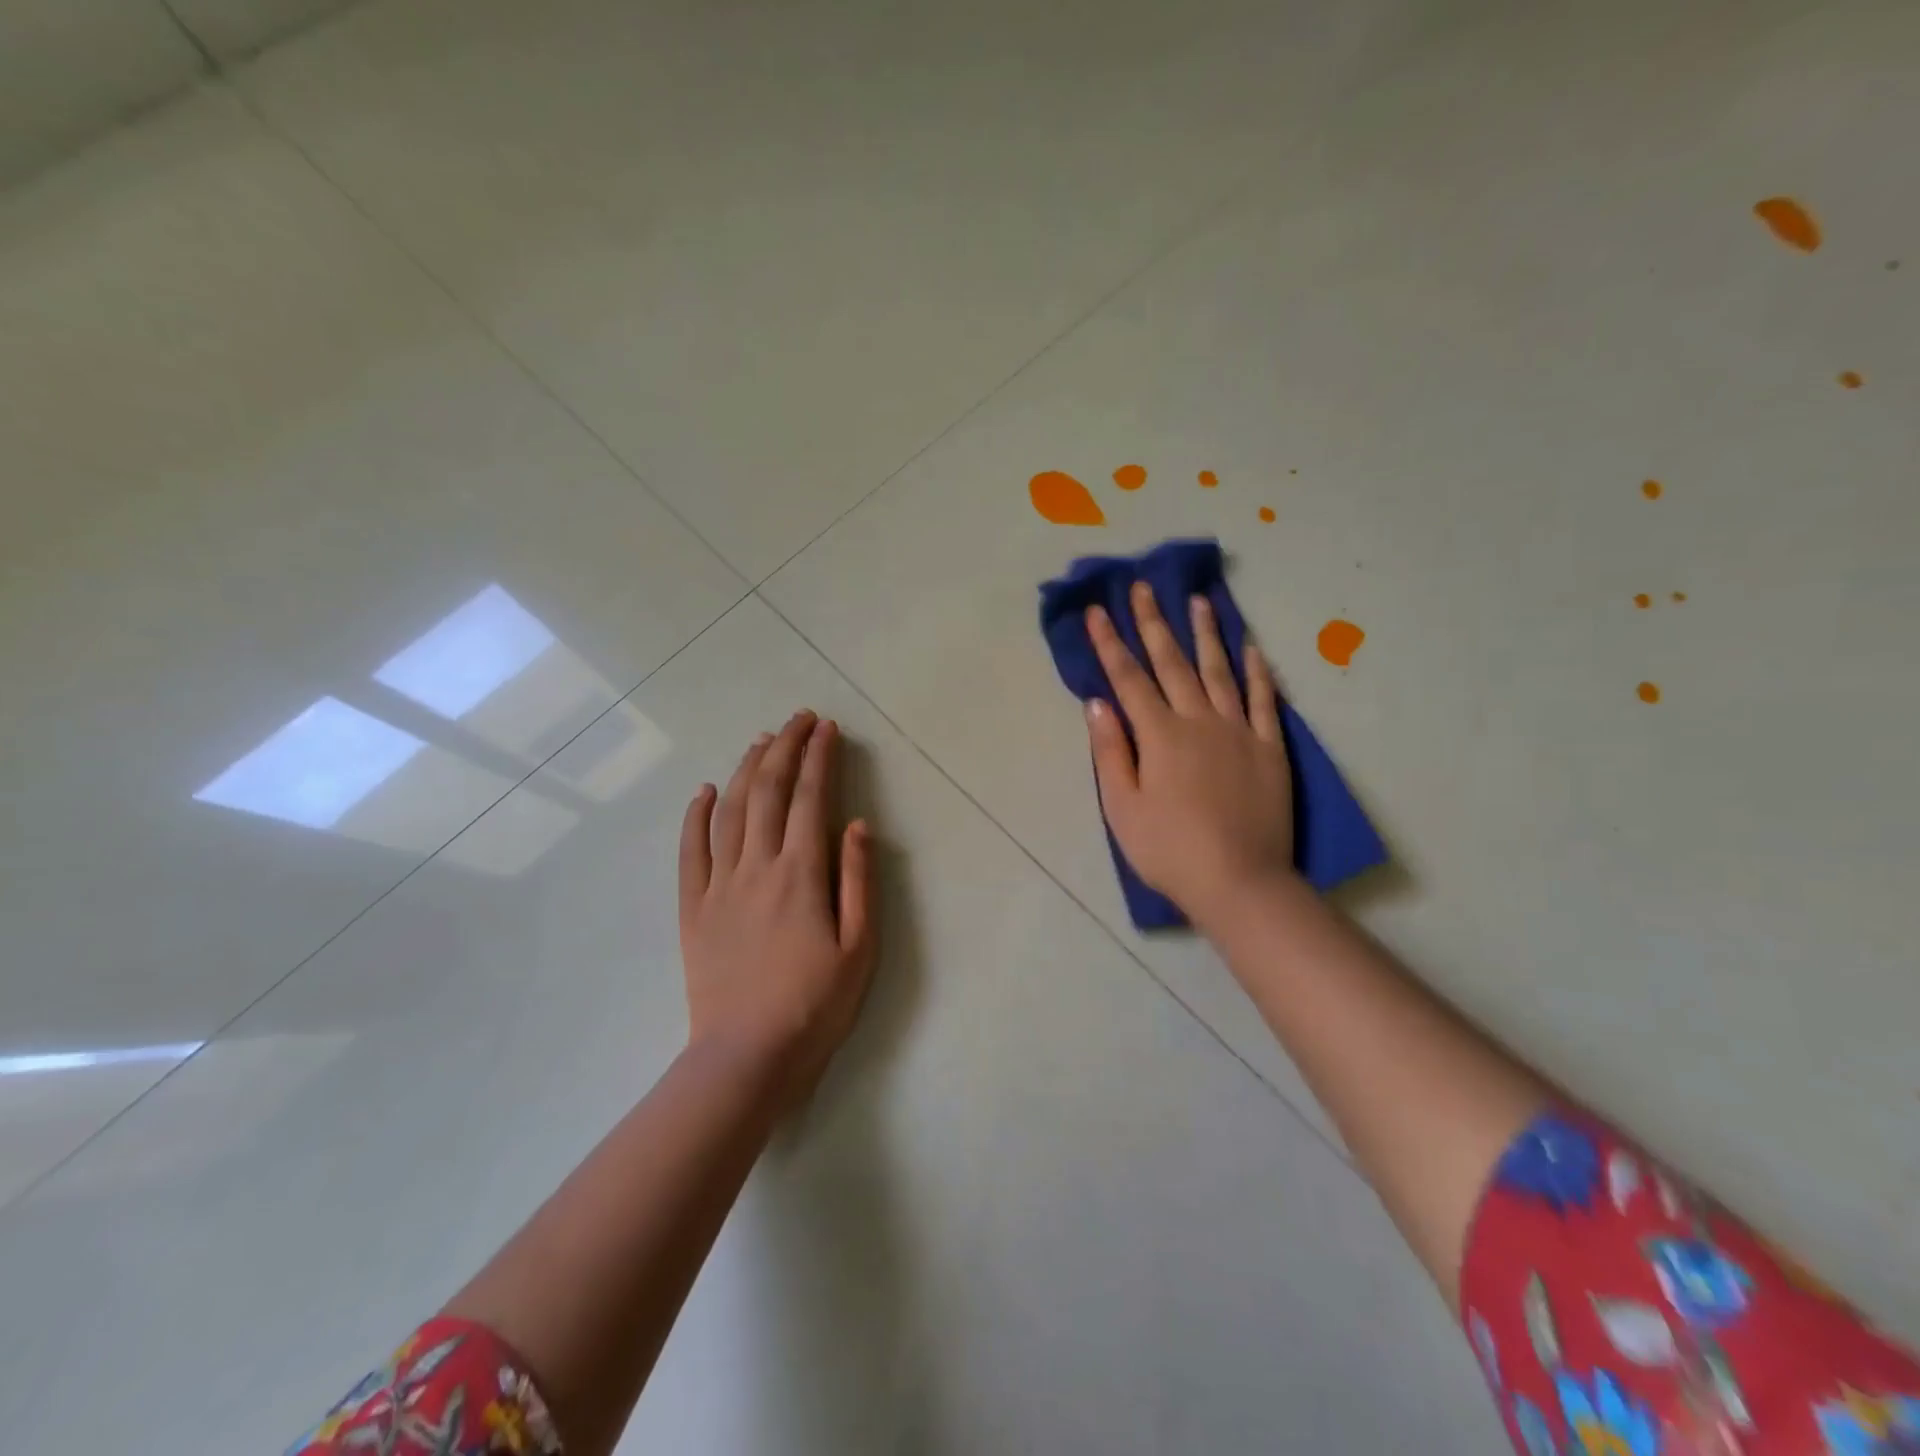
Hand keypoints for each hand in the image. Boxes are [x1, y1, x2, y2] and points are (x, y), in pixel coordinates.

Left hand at [679, 711, 876, 1102]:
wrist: (747, 1056)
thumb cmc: (815, 1005)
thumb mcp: (859, 947)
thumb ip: (859, 880)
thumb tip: (858, 824)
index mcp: (802, 874)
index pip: (810, 799)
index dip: (820, 758)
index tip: (827, 728)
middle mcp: (757, 867)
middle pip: (768, 791)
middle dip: (785, 748)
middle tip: (798, 719)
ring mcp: (719, 885)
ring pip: (729, 811)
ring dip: (745, 769)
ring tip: (761, 740)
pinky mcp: (693, 908)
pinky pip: (690, 851)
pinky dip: (695, 815)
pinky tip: (703, 790)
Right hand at [1085, 583, 1297, 930]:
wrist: (1239, 881)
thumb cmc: (1169, 850)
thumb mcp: (1122, 808)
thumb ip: (1110, 752)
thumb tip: (1097, 704)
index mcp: (1159, 735)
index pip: (1128, 679)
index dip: (1110, 644)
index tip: (1097, 611)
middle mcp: (1199, 721)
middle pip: (1172, 663)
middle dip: (1154, 623)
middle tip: (1144, 588)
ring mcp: (1239, 731)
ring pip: (1220, 670)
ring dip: (1206, 634)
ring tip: (1200, 601)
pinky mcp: (1269, 748)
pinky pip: (1263, 700)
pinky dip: (1257, 671)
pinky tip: (1252, 647)